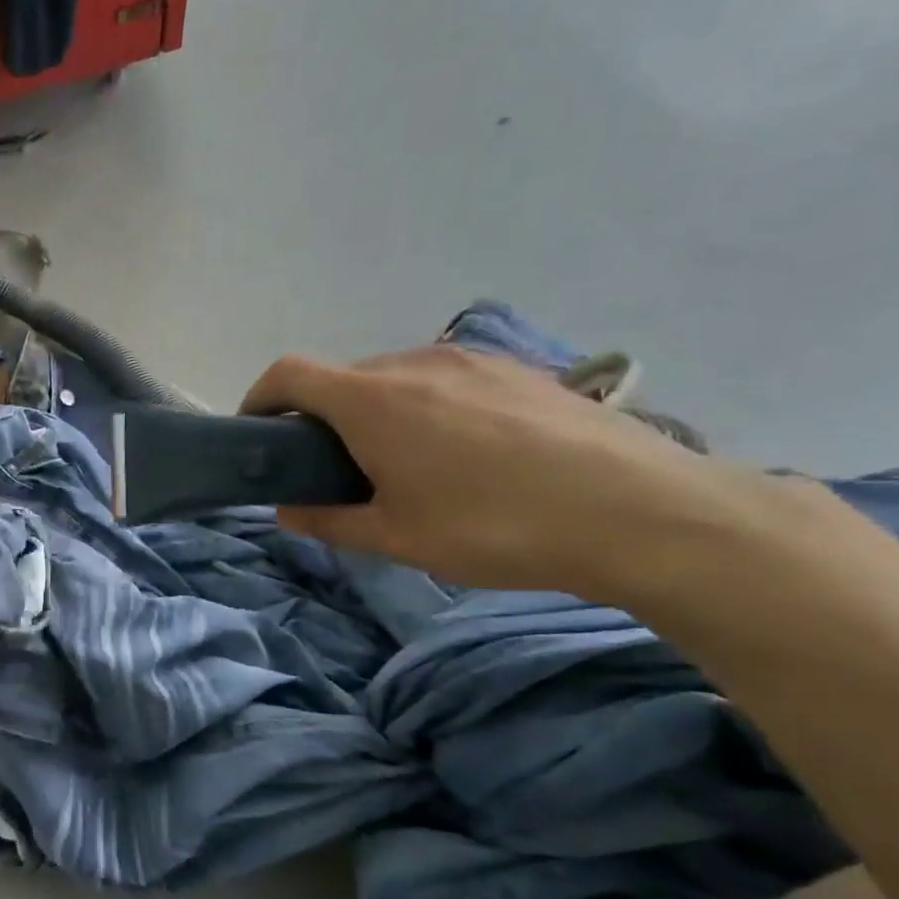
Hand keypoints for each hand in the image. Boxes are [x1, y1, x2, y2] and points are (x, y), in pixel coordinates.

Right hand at [240, 345, 753, 598]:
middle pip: (341, 378)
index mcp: (373, 401)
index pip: (289, 374)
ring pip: (394, 377)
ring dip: (374, 412)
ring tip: (401, 463)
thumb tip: (288, 509)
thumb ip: (328, 520)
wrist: (641, 513)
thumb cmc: (495, 528)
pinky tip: (460, 452)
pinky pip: (444, 378)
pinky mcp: (517, 368)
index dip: (259, 398)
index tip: (257, 434)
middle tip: (334, 469)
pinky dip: (423, 406)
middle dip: (320, 417)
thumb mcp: (395, 538)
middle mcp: (415, 364)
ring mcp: (472, 360)